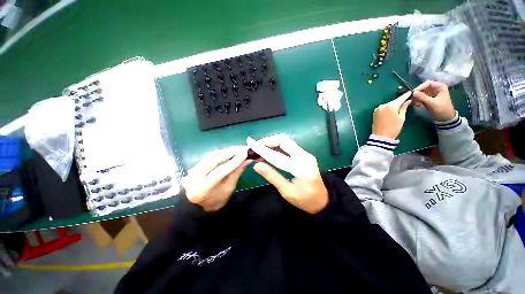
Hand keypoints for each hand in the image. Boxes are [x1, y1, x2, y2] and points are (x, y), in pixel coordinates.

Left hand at [182, 146, 250, 211]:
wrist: (200, 204)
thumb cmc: (217, 199)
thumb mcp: (229, 188)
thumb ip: (237, 172)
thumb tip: (248, 160)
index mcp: (203, 189)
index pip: (219, 172)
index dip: (233, 162)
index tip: (245, 154)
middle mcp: (194, 177)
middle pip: (213, 160)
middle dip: (229, 152)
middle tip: (242, 148)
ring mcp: (192, 170)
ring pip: (211, 156)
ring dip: (225, 151)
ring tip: (238, 149)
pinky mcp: (194, 166)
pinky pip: (208, 156)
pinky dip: (220, 153)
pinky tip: (228, 151)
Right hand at [246, 134, 327, 213]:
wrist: (323, 200)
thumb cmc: (305, 200)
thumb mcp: (286, 191)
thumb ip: (271, 176)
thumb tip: (256, 165)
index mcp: (300, 168)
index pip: (277, 155)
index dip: (262, 149)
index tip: (250, 143)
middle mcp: (305, 156)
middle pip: (283, 140)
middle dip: (267, 141)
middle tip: (255, 147)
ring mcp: (306, 154)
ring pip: (286, 141)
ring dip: (272, 142)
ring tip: (260, 149)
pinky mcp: (304, 154)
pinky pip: (289, 146)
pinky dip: (277, 146)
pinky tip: (269, 151)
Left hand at [372, 92, 411, 139]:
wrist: (381, 136)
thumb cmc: (393, 128)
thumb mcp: (401, 117)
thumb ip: (404, 108)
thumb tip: (408, 101)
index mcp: (391, 106)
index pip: (400, 98)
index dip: (406, 95)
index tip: (410, 92)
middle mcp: (383, 105)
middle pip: (394, 102)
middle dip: (399, 102)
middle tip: (406, 102)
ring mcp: (378, 109)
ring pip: (388, 105)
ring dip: (393, 106)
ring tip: (399, 109)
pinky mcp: (375, 112)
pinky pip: (383, 108)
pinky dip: (388, 109)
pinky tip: (391, 112)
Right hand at [412, 80, 455, 121]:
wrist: (445, 118)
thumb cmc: (441, 109)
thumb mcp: (432, 103)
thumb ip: (422, 97)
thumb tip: (413, 92)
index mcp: (440, 87)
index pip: (428, 83)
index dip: (420, 87)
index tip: (413, 93)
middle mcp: (436, 89)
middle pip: (423, 88)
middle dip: (417, 93)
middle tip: (412, 99)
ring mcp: (432, 94)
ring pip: (421, 93)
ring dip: (417, 98)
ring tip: (415, 104)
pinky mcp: (428, 99)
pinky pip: (421, 97)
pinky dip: (418, 101)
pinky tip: (417, 105)